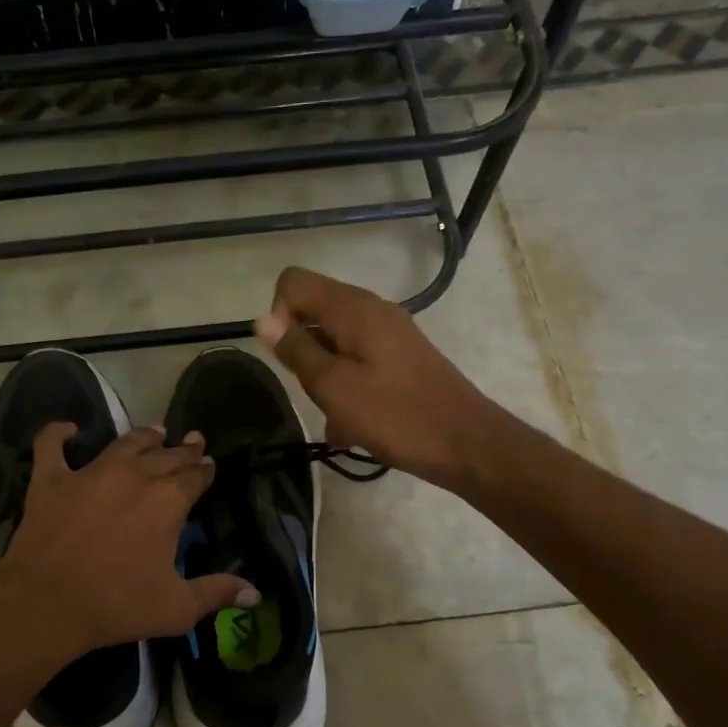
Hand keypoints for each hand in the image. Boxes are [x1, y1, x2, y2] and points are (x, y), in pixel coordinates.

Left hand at [0, 424, 257, 660]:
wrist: (47, 603)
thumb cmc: (117, 605)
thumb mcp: (177, 608)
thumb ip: (217, 593)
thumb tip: (256, 595)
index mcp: (168, 500)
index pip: (196, 475)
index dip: (205, 469)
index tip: (210, 464)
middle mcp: (134, 475)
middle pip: (166, 455)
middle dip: (183, 449)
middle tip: (192, 441)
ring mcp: (90, 472)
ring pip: (124, 443)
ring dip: (143, 436)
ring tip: (155, 432)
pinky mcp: (52, 479)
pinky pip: (52, 445)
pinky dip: (58, 434)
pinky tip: (68, 430)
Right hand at [255, 266, 504, 487]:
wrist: (466, 443)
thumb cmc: (396, 416)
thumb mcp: (334, 387)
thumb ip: (296, 350)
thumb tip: (262, 319)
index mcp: (353, 308)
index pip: (293, 283)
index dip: (278, 316)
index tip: (289, 358)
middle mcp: (371, 310)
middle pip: (312, 311)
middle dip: (301, 351)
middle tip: (316, 392)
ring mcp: (388, 333)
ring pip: (333, 341)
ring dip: (323, 376)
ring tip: (336, 417)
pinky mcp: (399, 357)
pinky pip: (356, 360)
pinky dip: (345, 386)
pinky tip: (352, 425)